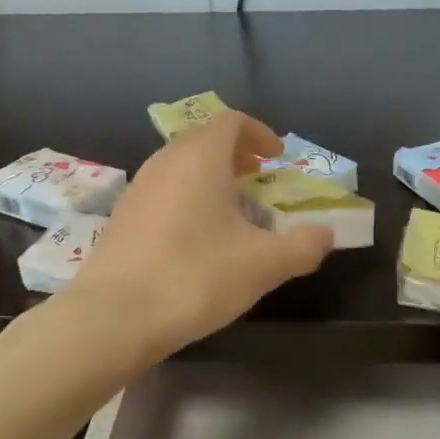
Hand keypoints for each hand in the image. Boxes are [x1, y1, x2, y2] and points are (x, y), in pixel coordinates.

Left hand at [73, 112, 333, 356]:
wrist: (114, 316)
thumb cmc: (196, 277)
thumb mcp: (264, 264)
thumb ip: (303, 246)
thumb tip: (325, 235)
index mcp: (201, 158)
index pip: (231, 122)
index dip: (259, 133)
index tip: (277, 158)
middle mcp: (165, 162)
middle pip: (203, 140)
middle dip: (235, 153)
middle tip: (258, 177)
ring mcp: (138, 189)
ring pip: (180, 166)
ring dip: (210, 176)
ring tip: (231, 208)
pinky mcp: (121, 217)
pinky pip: (163, 191)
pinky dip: (187, 197)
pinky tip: (196, 237)